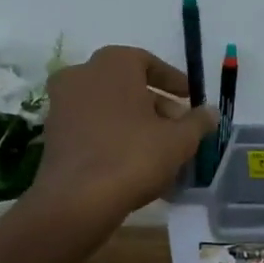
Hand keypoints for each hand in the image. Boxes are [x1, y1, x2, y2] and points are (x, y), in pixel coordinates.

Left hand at [31, 46, 218, 221]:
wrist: (78, 200)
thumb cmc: (134, 156)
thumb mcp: (180, 139)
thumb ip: (198, 121)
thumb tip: (209, 112)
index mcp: (113, 63)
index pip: (149, 62)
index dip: (174, 81)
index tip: (190, 99)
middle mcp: (82, 74)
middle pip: (127, 84)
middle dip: (156, 103)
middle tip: (179, 126)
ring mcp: (62, 103)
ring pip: (109, 106)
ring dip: (135, 121)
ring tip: (161, 147)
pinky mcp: (53, 133)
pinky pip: (93, 125)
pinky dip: (114, 135)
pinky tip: (135, 160)